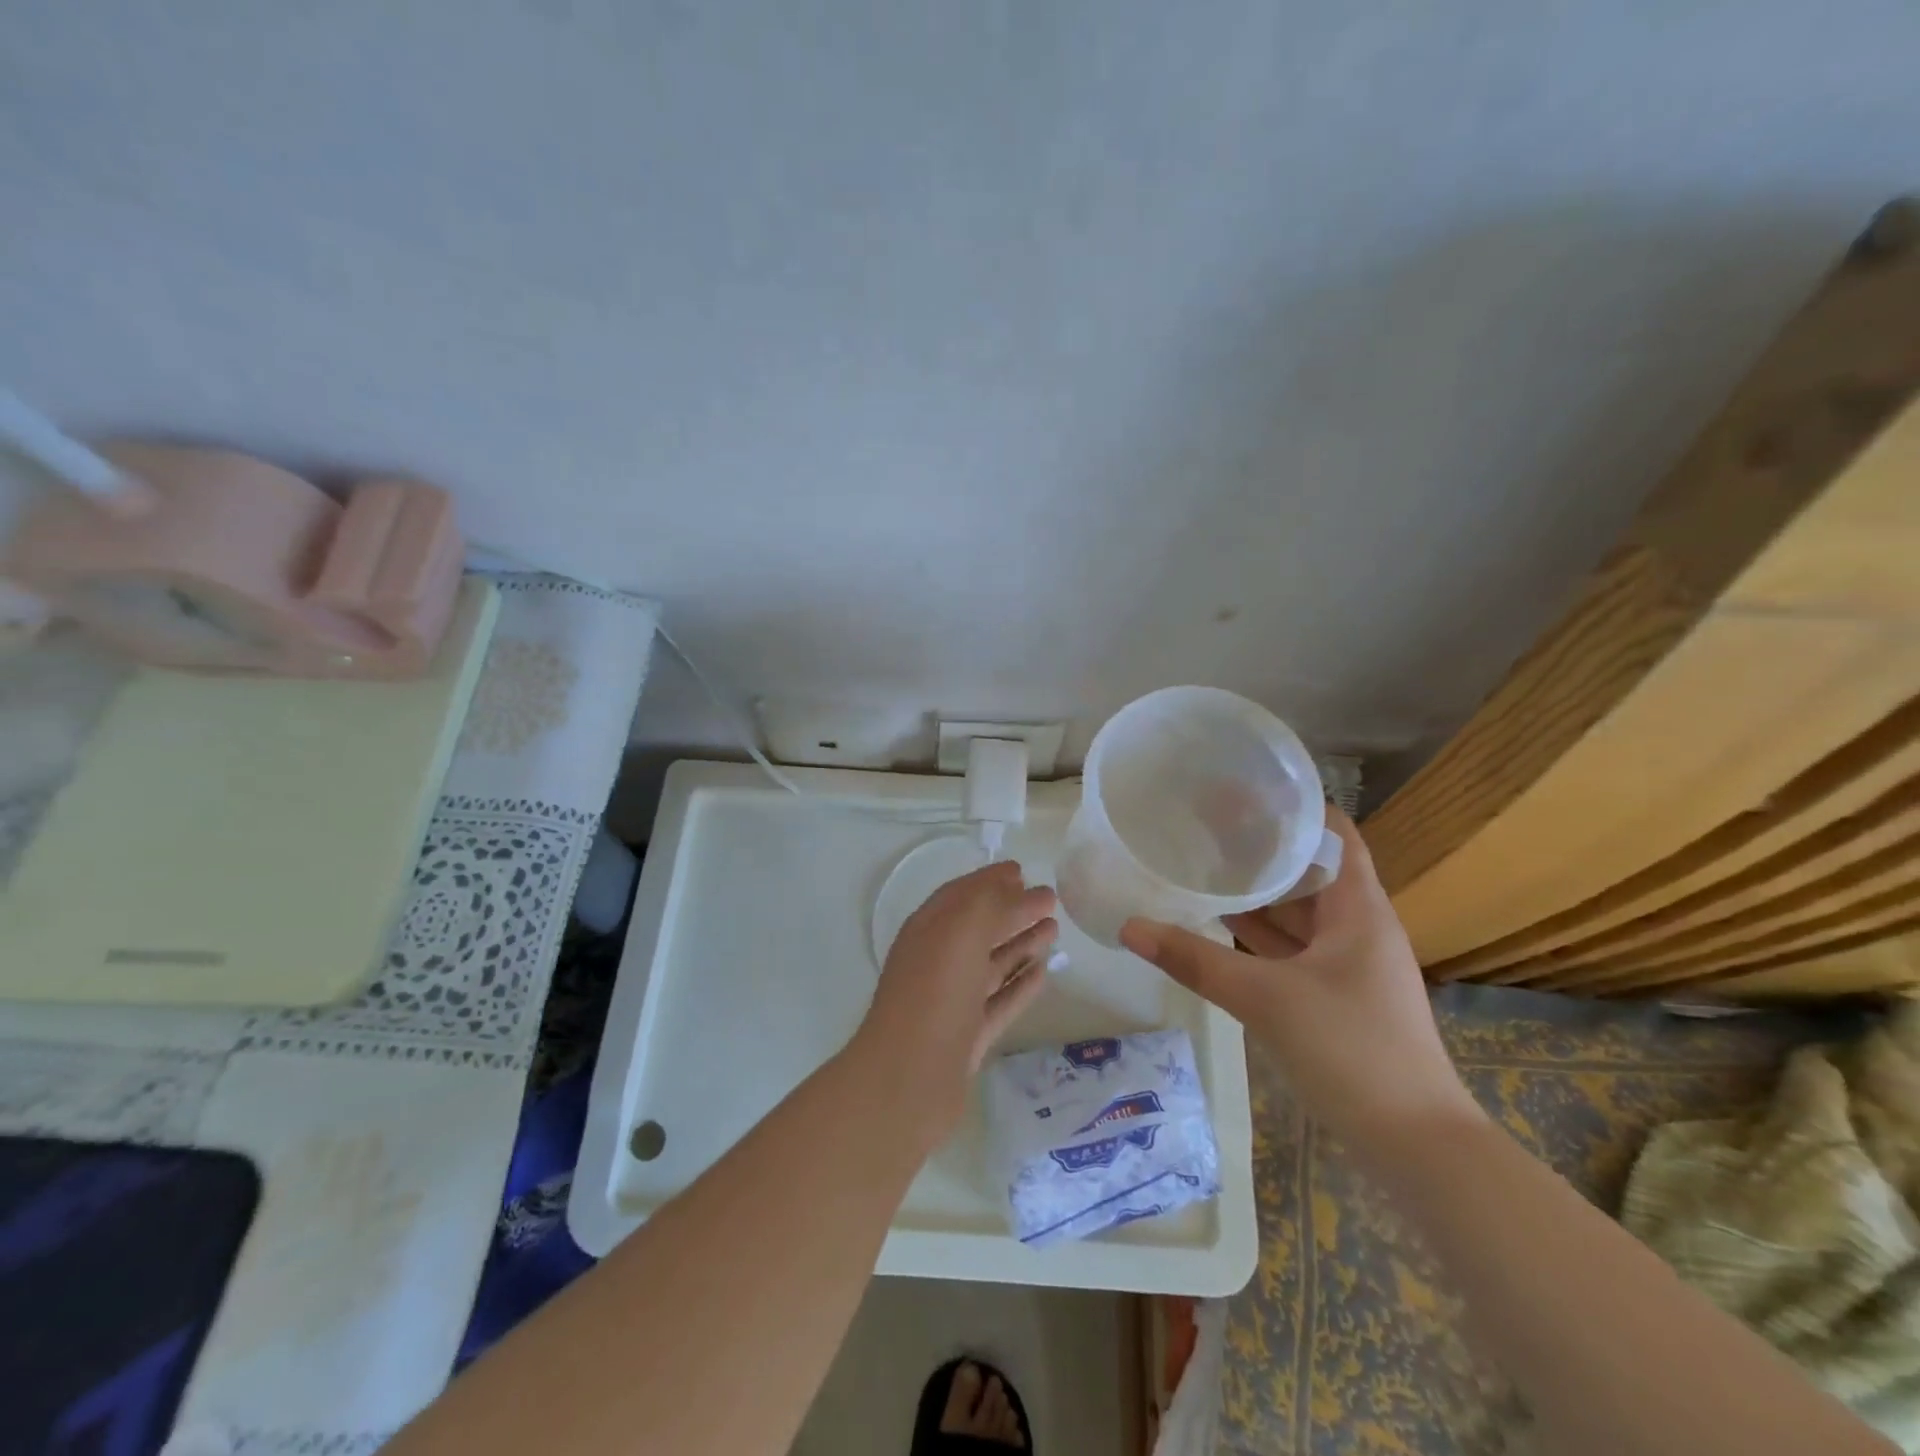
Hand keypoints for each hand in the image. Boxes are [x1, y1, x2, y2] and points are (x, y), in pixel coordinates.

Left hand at [855, 861, 1056, 1134]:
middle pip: (980, 927)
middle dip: (1012, 910)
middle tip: (1050, 899)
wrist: (908, 1078)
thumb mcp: (962, 930)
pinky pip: (1000, 1001)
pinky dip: (1021, 985)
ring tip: (1054, 930)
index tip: (1022, 869)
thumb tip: (1029, 891)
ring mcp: (953, 1000)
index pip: (962, 894)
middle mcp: (938, 960)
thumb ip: (995, 904)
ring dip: (1022, 944)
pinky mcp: (969, 1036)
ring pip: (992, 963)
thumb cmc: (934, 992)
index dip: (991, 879)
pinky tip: (1044, 973)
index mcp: (928, 929)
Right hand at [1119, 808, 1480, 1148]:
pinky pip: (1291, 947)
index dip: (1291, 807)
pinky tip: (1217, 925)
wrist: (1416, 1145)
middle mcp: (1356, 925)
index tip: (1238, 791)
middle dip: (1260, 846)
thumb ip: (1195, 960)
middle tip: (1204, 825)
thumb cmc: (1352, 1050)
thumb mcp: (1266, 998)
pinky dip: (1258, 933)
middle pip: (1308, 868)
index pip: (1332, 833)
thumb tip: (1130, 926)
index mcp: (1358, 908)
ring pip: (1297, 910)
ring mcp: (1347, 963)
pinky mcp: (1334, 994)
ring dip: (1256, 891)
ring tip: (1202, 864)